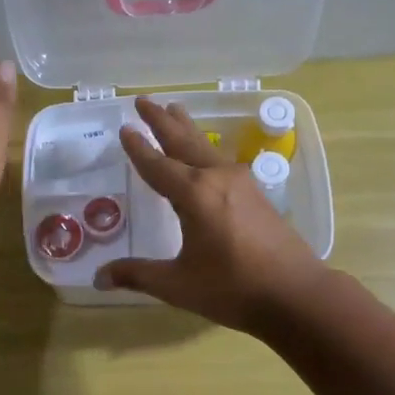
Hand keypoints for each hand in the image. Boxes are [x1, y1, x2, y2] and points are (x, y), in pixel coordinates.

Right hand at [96, 98, 328, 332]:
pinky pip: (221, 161)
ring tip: (174, 109)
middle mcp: (217, 179)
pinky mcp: (256, 195)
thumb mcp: (178, 285)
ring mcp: (241, 183)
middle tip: (144, 100)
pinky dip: (204, 149)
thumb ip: (137, 275)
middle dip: (162, 121)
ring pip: (206, 147)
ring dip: (186, 129)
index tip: (125, 128)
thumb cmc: (233, 288)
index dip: (139, 149)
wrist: (296, 294)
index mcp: (195, 195)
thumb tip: (99, 277)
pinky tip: (206, 155)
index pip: (157, 165)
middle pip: (184, 142)